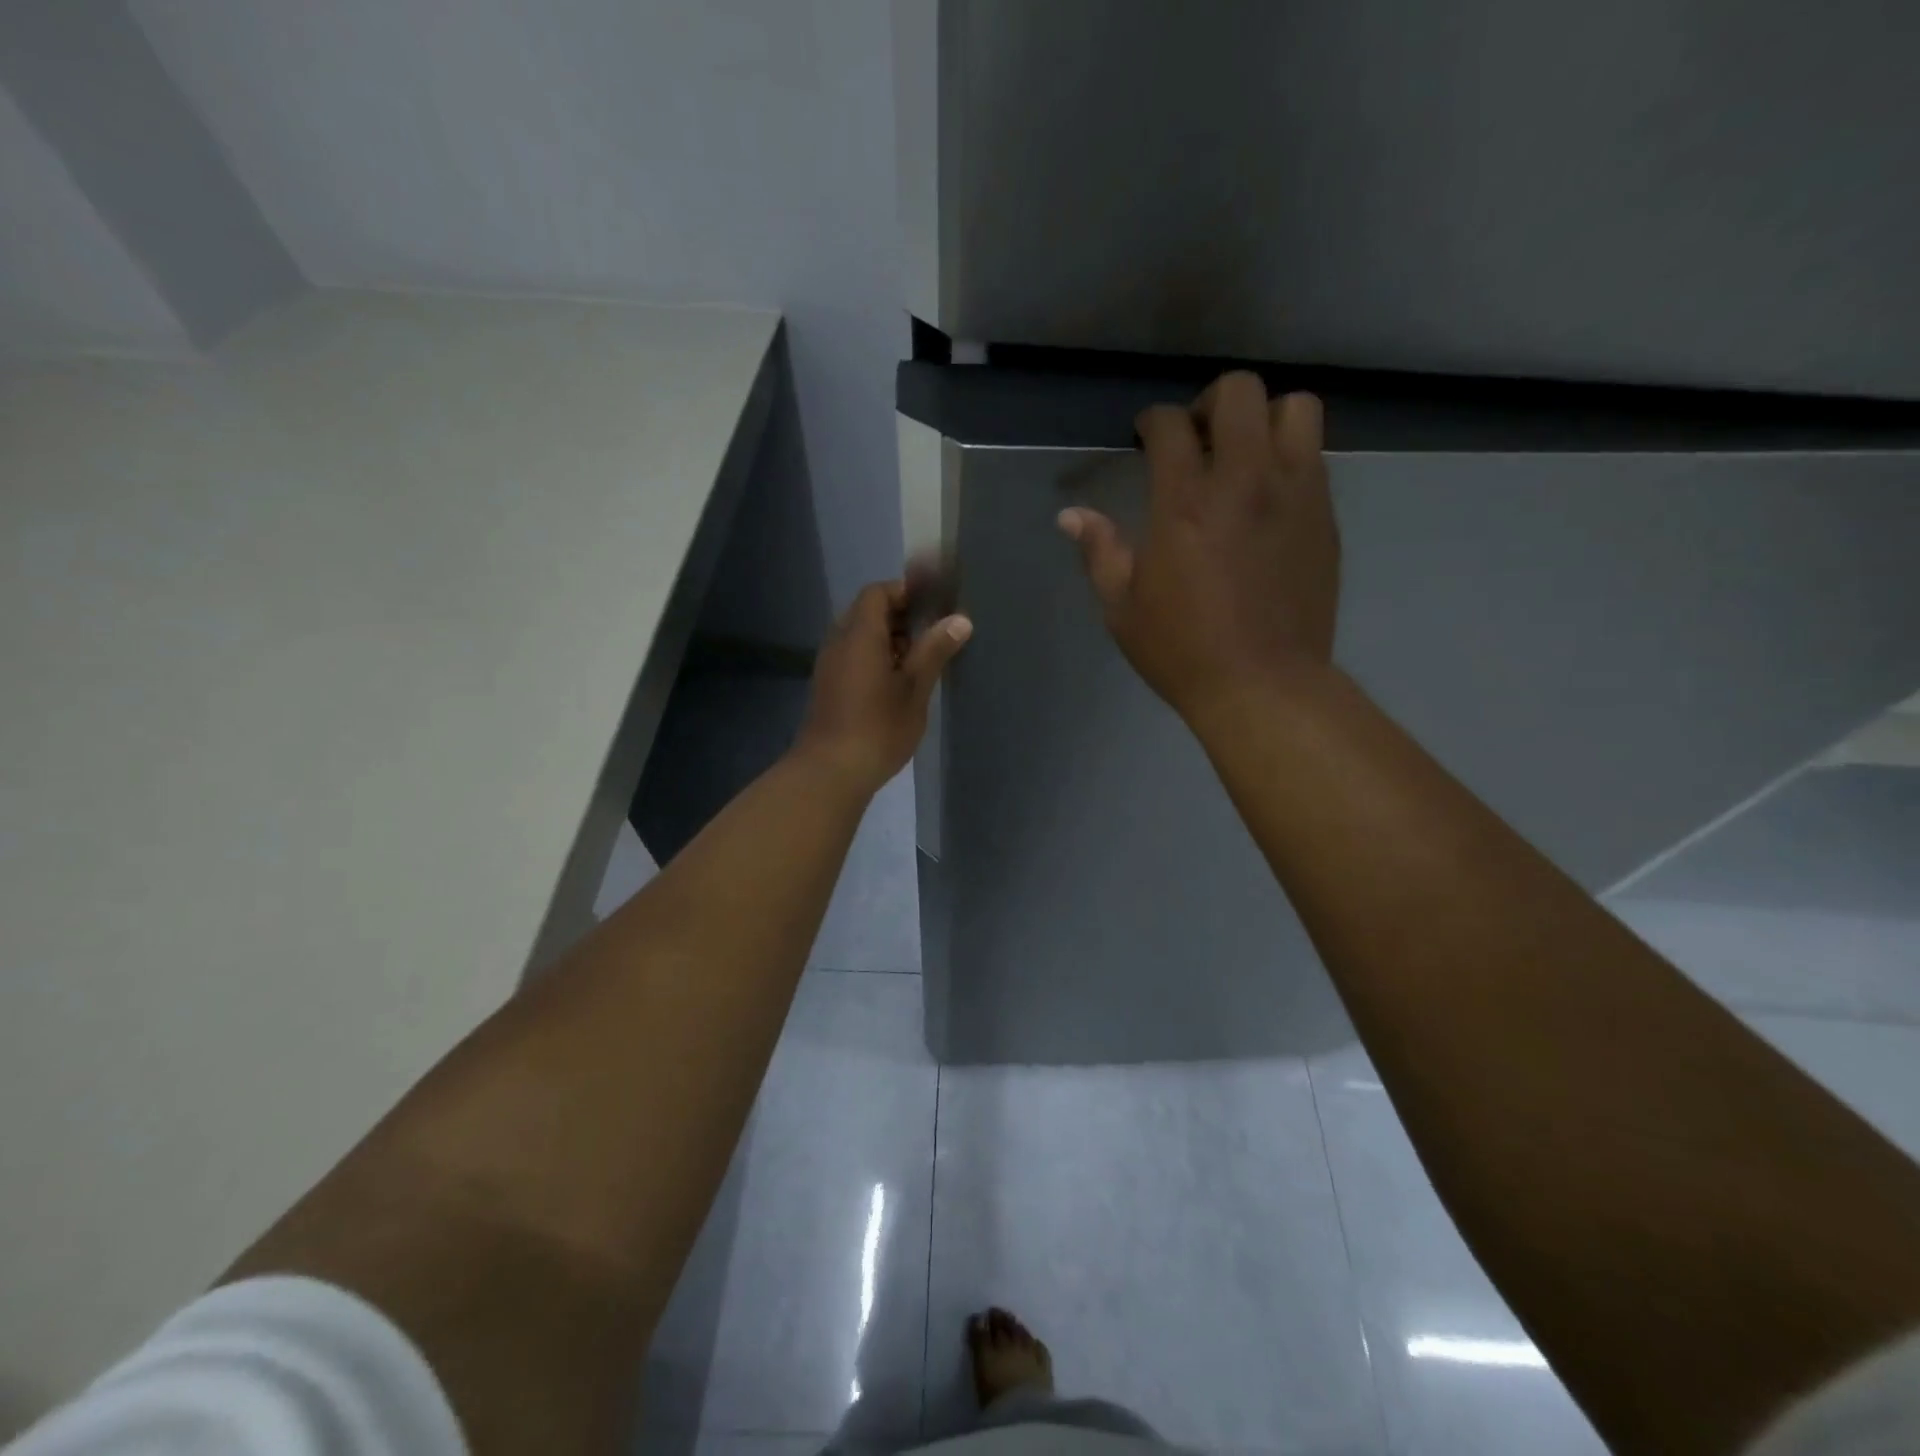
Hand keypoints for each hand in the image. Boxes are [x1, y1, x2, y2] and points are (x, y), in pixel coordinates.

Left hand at [795, 580, 971, 794]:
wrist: (830, 772)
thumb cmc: (878, 727)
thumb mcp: (915, 688)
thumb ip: (934, 650)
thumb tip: (960, 619)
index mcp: (860, 634)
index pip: (878, 592)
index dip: (905, 593)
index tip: (934, 608)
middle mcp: (839, 642)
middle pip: (867, 613)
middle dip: (900, 618)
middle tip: (932, 636)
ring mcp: (829, 665)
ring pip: (860, 637)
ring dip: (888, 641)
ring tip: (920, 663)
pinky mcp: (828, 687)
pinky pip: (852, 657)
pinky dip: (875, 659)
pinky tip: (897, 685)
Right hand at [1059, 372, 1339, 721]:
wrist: (1263, 685)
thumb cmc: (1182, 650)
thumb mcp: (1122, 608)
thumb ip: (1099, 551)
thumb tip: (1071, 515)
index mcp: (1184, 503)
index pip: (1170, 425)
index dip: (1152, 421)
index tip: (1145, 437)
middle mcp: (1244, 481)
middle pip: (1239, 392)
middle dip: (1210, 404)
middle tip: (1197, 439)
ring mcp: (1294, 494)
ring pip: (1293, 408)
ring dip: (1263, 419)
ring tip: (1245, 456)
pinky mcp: (1324, 517)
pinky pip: (1314, 456)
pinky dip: (1288, 457)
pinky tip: (1268, 497)